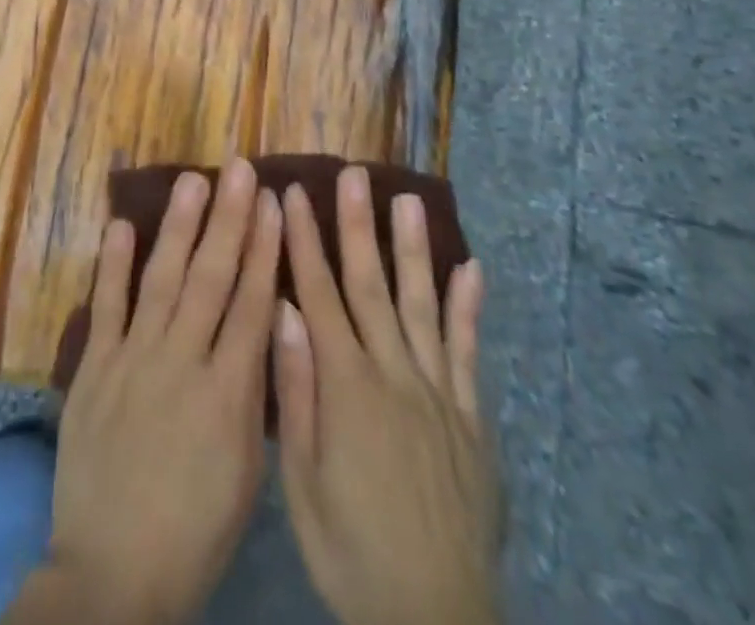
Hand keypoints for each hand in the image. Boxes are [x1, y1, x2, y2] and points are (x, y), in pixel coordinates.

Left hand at [6, 159, 281, 624]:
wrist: (112, 573)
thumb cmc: (195, 528)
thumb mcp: (247, 471)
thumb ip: (256, 393)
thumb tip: (268, 323)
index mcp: (228, 394)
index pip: (252, 303)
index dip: (264, 248)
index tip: (273, 202)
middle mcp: (181, 362)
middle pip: (211, 277)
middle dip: (229, 218)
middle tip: (240, 169)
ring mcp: (133, 359)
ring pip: (161, 279)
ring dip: (178, 226)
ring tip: (194, 180)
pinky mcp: (94, 367)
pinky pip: (106, 305)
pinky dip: (113, 263)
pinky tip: (121, 223)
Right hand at [273, 167, 502, 624]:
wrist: (435, 618)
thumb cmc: (350, 549)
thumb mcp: (303, 480)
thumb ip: (296, 389)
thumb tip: (283, 308)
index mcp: (346, 385)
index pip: (318, 293)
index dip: (303, 239)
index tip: (291, 193)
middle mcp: (393, 373)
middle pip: (370, 284)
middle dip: (356, 224)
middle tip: (352, 174)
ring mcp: (438, 393)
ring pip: (421, 304)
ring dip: (412, 249)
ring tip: (406, 199)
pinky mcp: (471, 418)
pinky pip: (470, 353)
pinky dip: (470, 308)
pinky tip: (471, 268)